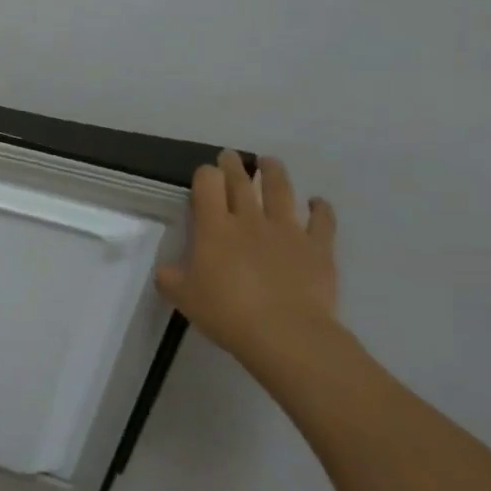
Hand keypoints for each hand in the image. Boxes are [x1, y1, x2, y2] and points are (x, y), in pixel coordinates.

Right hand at [155, 152, 339, 370]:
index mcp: (214, 227)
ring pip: (282, 191)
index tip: (204, 175)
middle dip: (233, 165)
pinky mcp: (318, 247)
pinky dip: (320, 208)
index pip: (208, 184)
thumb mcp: (182, 297)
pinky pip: (322, 221)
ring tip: (270, 163)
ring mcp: (287, 230)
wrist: (285, 333)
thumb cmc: (226, 312)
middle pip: (241, 182)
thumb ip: (171, 278)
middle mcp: (250, 219)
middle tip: (231, 156)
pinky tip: (317, 202)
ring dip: (274, 173)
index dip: (205, 175)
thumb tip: (167, 270)